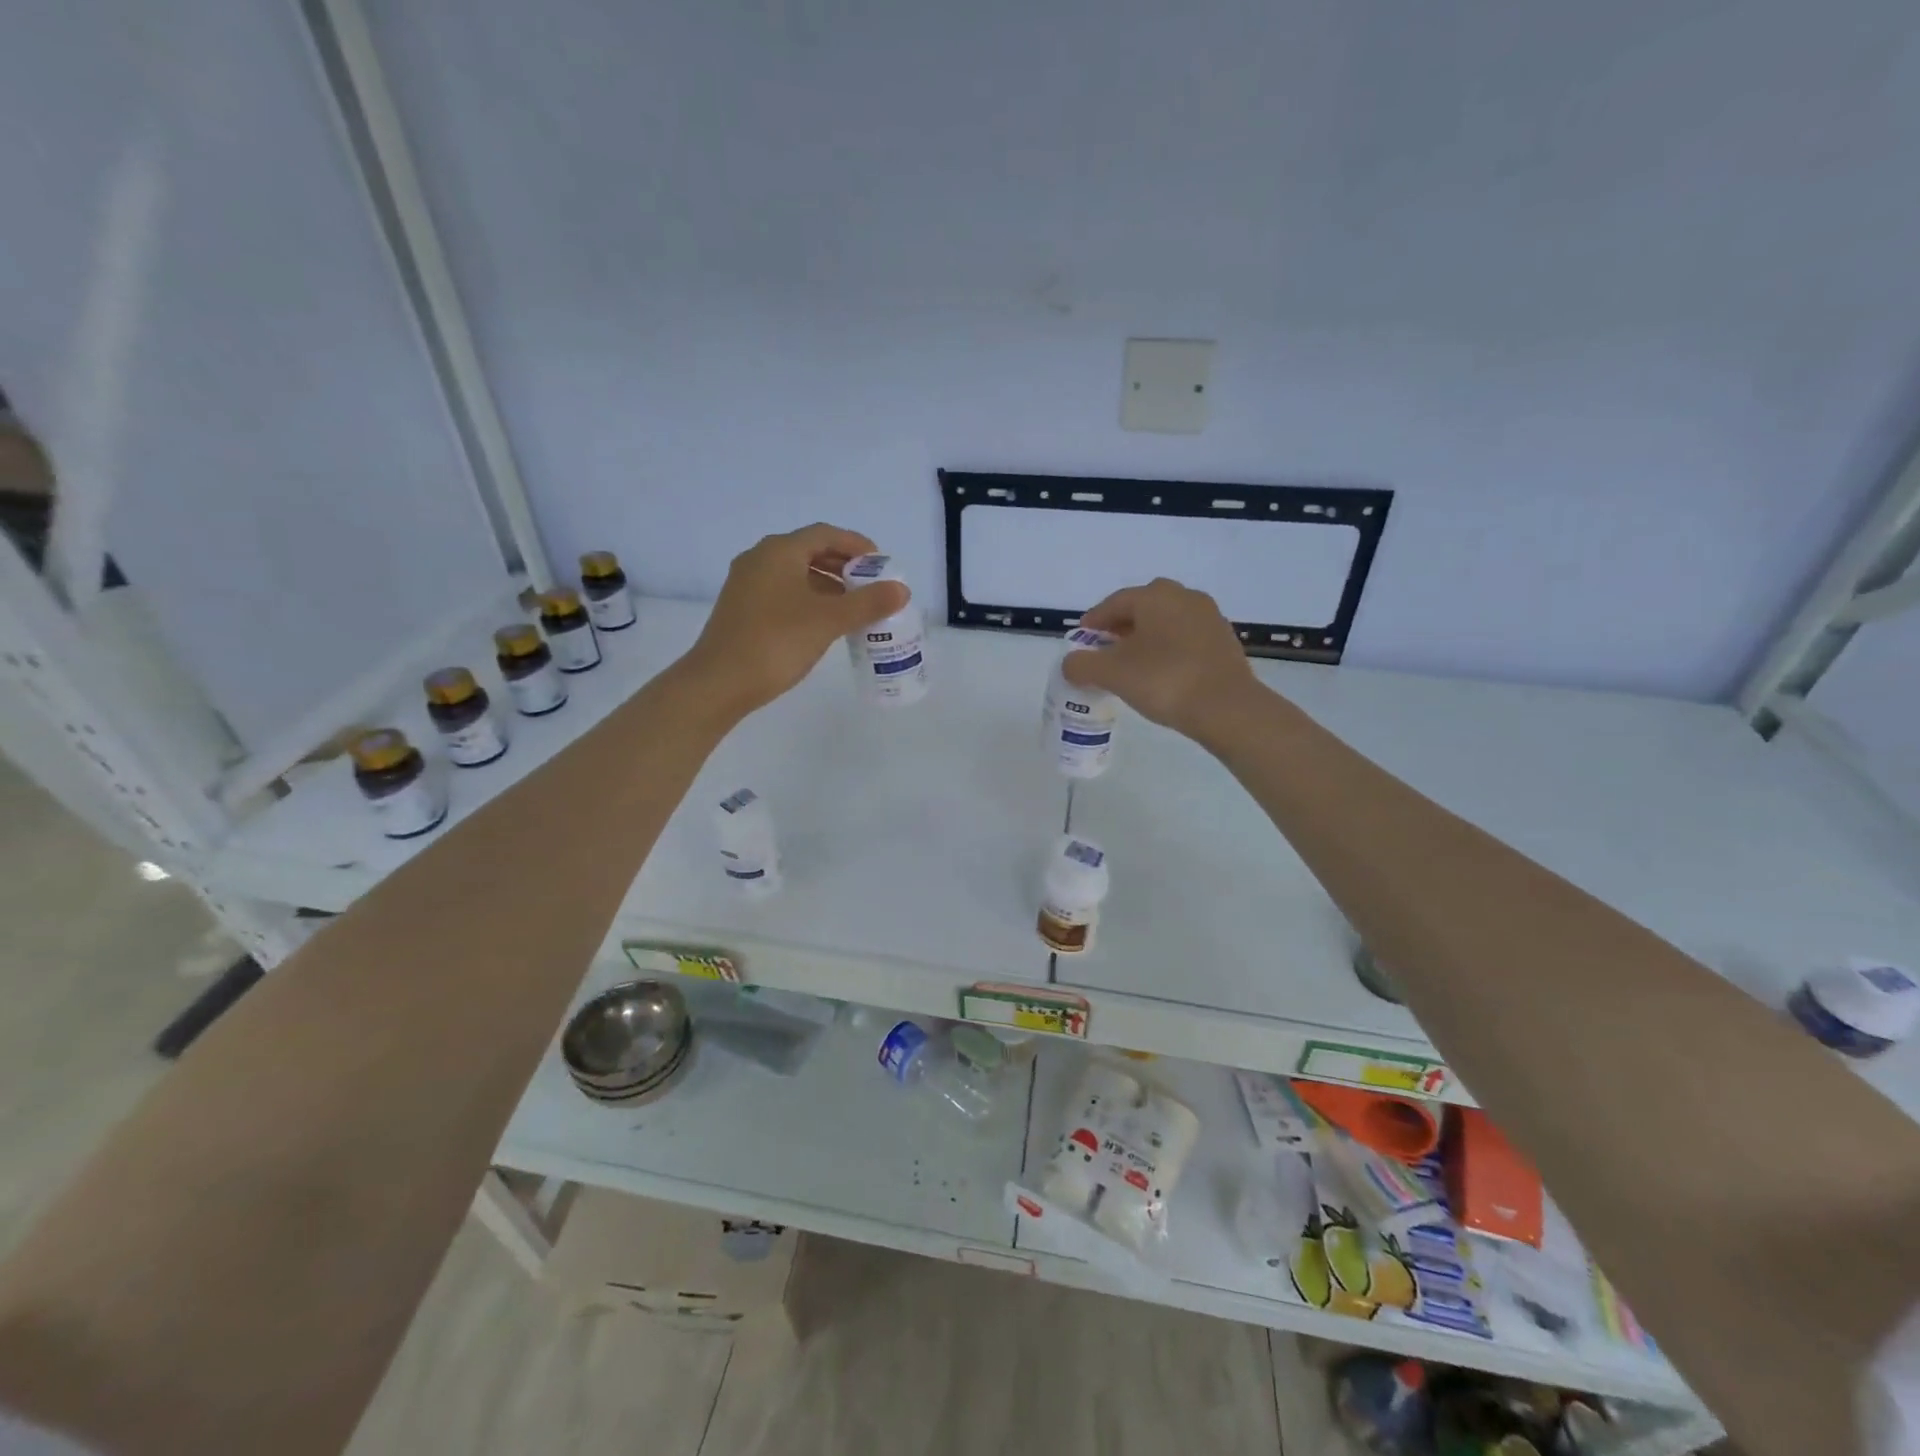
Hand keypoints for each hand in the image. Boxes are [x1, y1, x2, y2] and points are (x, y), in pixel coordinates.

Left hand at [679, 523, 908, 717]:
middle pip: (809, 551)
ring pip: (795, 573)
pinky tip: (824, 622)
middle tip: (871, 585)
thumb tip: (901, 589)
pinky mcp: (742, 609)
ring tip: (853, 605)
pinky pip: (783, 592)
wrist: (719, 682)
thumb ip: (868, 603)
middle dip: (843, 565)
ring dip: (827, 584)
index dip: (856, 544)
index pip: (825, 534)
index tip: (881, 563)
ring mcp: (747, 584)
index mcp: (779, 551)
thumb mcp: (828, 621)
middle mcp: (760, 559)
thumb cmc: (776, 642)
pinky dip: (809, 599)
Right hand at [1062, 578, 1261, 741]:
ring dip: (1146, 637)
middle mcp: (1184, 597)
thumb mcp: (1112, 674)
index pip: (1114, 602)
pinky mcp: (1224, 640)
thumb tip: (1070, 663)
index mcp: (1155, 596)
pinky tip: (1161, 671)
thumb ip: (1082, 665)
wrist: (1226, 708)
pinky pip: (1185, 637)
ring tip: (1132, 663)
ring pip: (1166, 621)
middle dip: (1121, 626)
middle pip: (1143, 607)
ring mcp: (1209, 617)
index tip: (1081, 639)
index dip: (1093, 621)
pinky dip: (1168, 648)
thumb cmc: (1163, 681)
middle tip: (1105, 649)